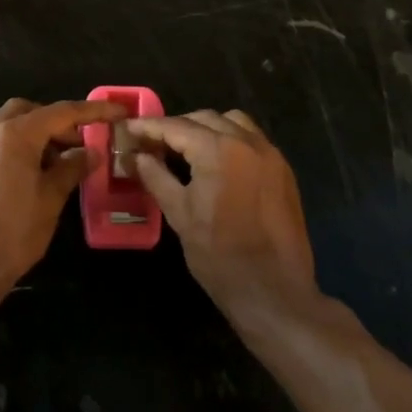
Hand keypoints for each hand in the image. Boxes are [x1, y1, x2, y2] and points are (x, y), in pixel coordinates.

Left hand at [0, 98, 125, 291]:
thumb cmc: (14, 231)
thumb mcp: (51, 199)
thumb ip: (71, 169)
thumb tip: (90, 153)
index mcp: (15, 135)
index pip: (61, 112)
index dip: (93, 111)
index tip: (118, 112)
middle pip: (30, 111)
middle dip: (58, 121)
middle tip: (80, 143)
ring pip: (12, 127)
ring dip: (39, 135)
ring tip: (62, 164)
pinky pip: (0, 144)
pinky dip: (22, 148)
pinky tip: (38, 176)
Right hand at [127, 110, 318, 327]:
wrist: (274, 292)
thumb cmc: (219, 255)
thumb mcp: (179, 214)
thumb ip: (155, 176)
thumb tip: (135, 156)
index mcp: (219, 150)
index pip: (176, 127)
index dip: (149, 127)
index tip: (129, 129)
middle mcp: (248, 142)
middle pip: (205, 119)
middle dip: (177, 126)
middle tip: (153, 144)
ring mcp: (270, 155)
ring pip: (233, 122)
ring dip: (207, 128)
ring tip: (186, 149)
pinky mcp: (283, 171)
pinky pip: (252, 140)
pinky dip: (230, 140)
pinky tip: (216, 163)